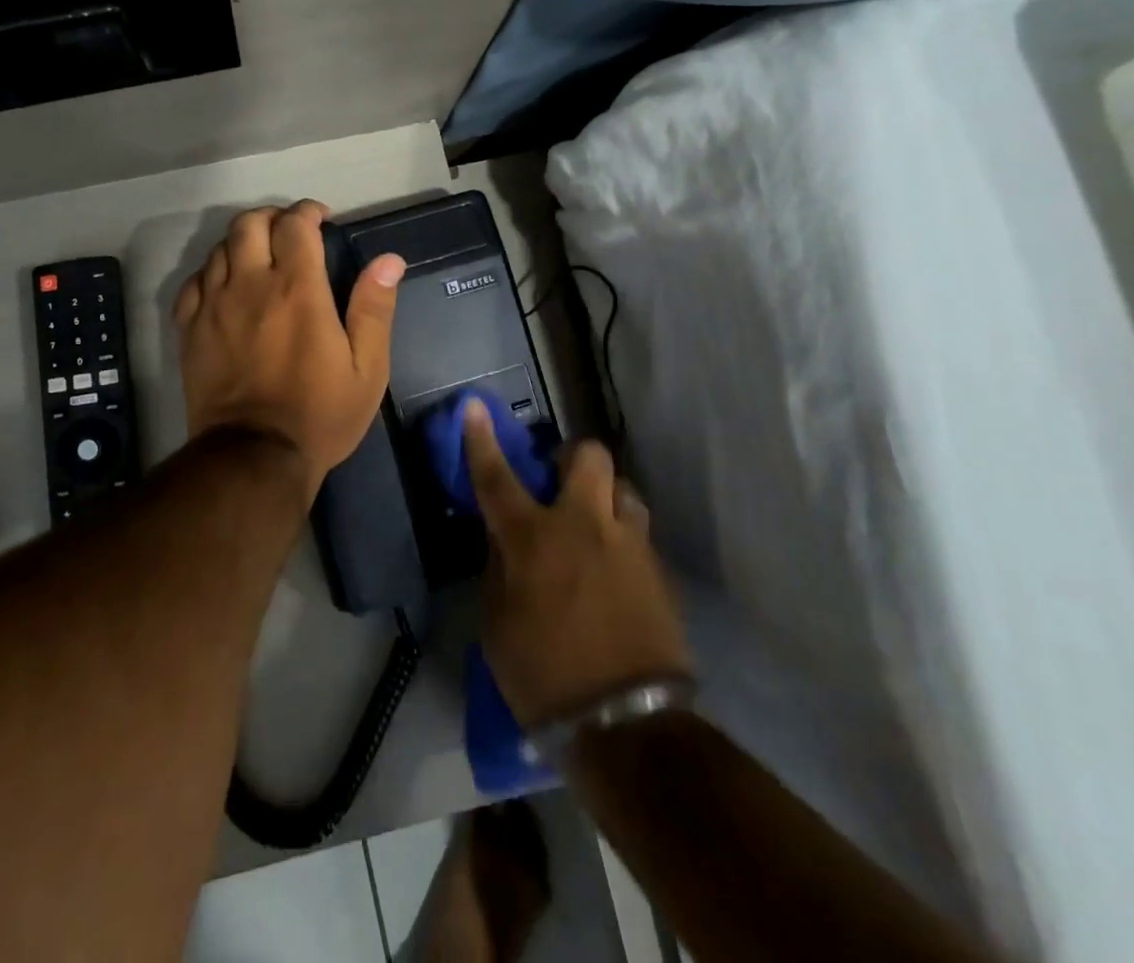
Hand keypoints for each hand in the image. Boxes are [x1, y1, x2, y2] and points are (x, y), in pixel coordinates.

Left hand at [173, 202, 404, 493]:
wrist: (253, 457)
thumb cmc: (319, 414)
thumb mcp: (367, 369)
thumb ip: (375, 309)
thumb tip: (389, 260)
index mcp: (297, 289)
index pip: (295, 224)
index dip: (308, 212)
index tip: (321, 219)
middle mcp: (251, 285)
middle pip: (249, 224)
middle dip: (271, 217)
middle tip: (289, 232)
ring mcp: (214, 306)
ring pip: (218, 248)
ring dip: (242, 242)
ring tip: (260, 258)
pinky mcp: (190, 330)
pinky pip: (193, 282)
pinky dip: (211, 273)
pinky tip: (225, 286)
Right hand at [465, 402, 691, 725]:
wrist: (625, 727)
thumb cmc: (543, 675)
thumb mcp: (497, 623)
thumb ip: (499, 568)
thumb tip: (504, 540)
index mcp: (533, 539)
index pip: (498, 477)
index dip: (482, 439)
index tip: (475, 406)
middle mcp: (584, 526)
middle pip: (588, 457)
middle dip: (572, 459)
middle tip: (559, 484)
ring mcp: (629, 545)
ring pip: (624, 489)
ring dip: (605, 499)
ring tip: (595, 529)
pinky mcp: (659, 572)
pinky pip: (639, 533)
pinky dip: (622, 539)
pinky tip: (615, 572)